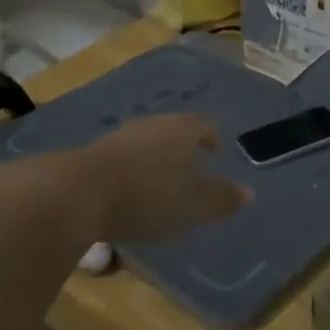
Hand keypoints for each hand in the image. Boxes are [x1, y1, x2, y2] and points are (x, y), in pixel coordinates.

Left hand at [68, 114, 249, 241]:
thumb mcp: (194, 205)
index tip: (214, 149)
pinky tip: (129, 193)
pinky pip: (122, 160)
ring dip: (154, 159)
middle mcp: (152, 125)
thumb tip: (249, 192)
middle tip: (190, 167)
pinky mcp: (93, 155)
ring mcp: (120, 137)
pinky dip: (130, 172)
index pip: (201, 125)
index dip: (209, 136)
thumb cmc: (149, 195)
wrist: (81, 193)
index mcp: (181, 130)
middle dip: (181, 148)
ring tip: (159, 182)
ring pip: (145, 144)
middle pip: (172, 131)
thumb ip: (222, 198)